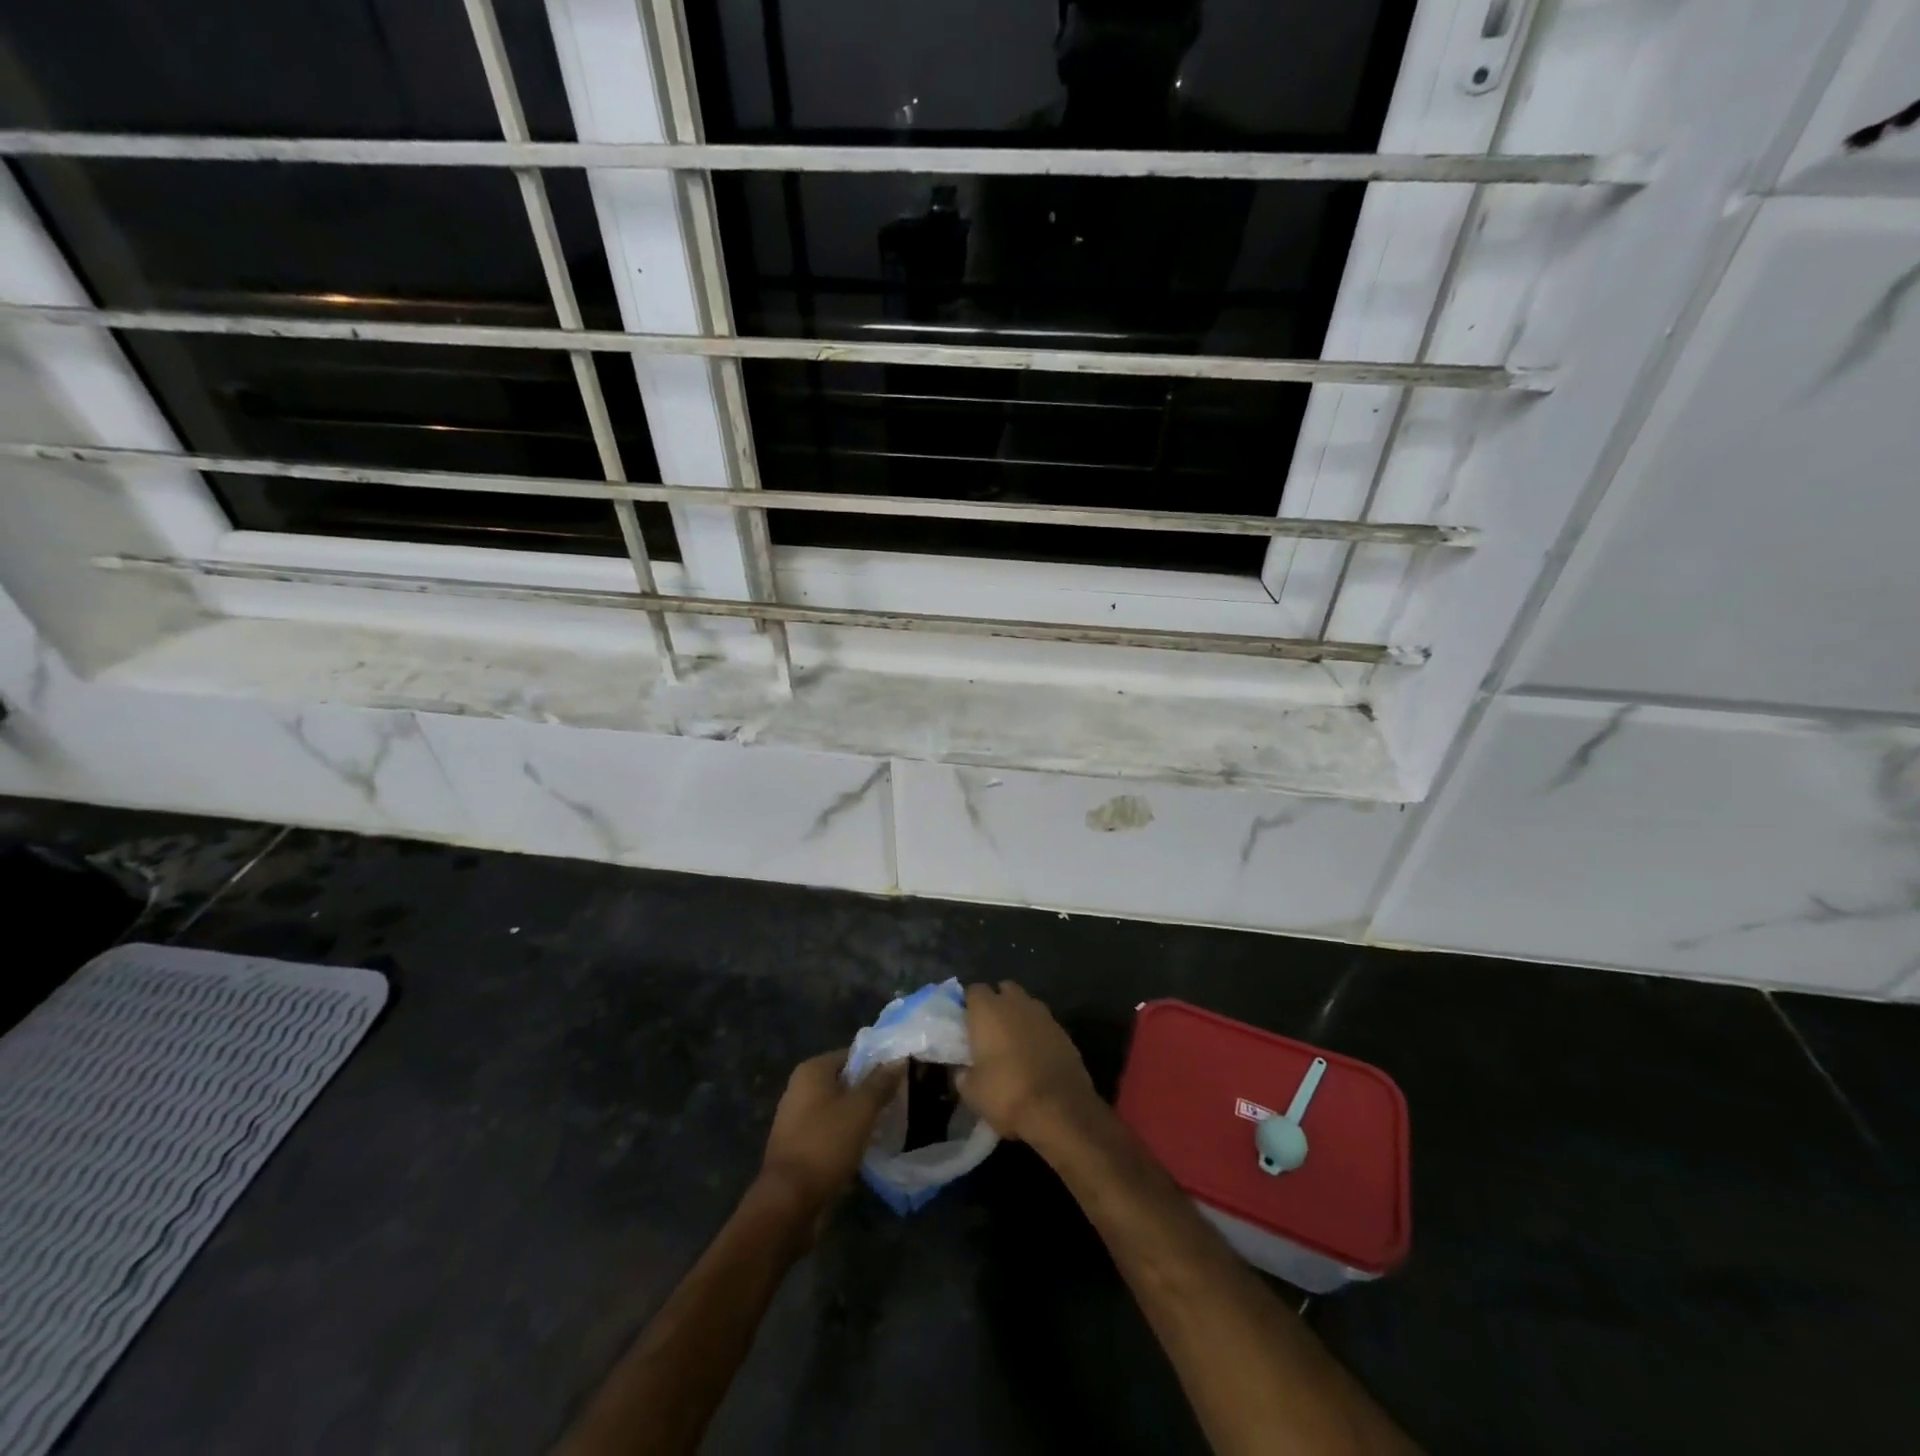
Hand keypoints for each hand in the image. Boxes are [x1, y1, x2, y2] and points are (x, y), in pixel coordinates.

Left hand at [760, 1050, 902, 1213]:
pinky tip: (867, 1148)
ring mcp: (797, 1119)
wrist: (789, 1201)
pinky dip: (847, 1137)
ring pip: (839, 1109)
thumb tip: (898, 1059)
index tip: (901, 1077)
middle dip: (871, 1092)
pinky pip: (830, 1132)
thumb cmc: (826, 1143)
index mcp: (812, 1070)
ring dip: (860, 1117)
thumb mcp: (861, 1109)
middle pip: (845, 1082)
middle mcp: (800, 1089)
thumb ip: (881, 1082)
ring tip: (888, 1125)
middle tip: (899, 1101)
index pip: (852, 1055)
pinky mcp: (799, 1146)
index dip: (878, 1064)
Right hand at [956, 982, 1099, 1142]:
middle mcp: (1016, 1003)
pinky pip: (1045, 1024)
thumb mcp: (972, 1092)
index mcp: (988, 1010)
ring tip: (1014, 1043)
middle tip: (990, 1029)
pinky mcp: (1064, 1032)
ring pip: (1027, 1004)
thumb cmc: (1007, 1094)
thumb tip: (964, 1071)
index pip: (974, 990)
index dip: (969, 1004)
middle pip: (1004, 989)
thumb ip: (964, 1074)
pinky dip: (1038, 1033)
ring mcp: (1044, 1015)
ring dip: (1020, 1016)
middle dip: (998, 1003)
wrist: (1060, 1110)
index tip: (966, 1022)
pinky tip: (1036, 1056)